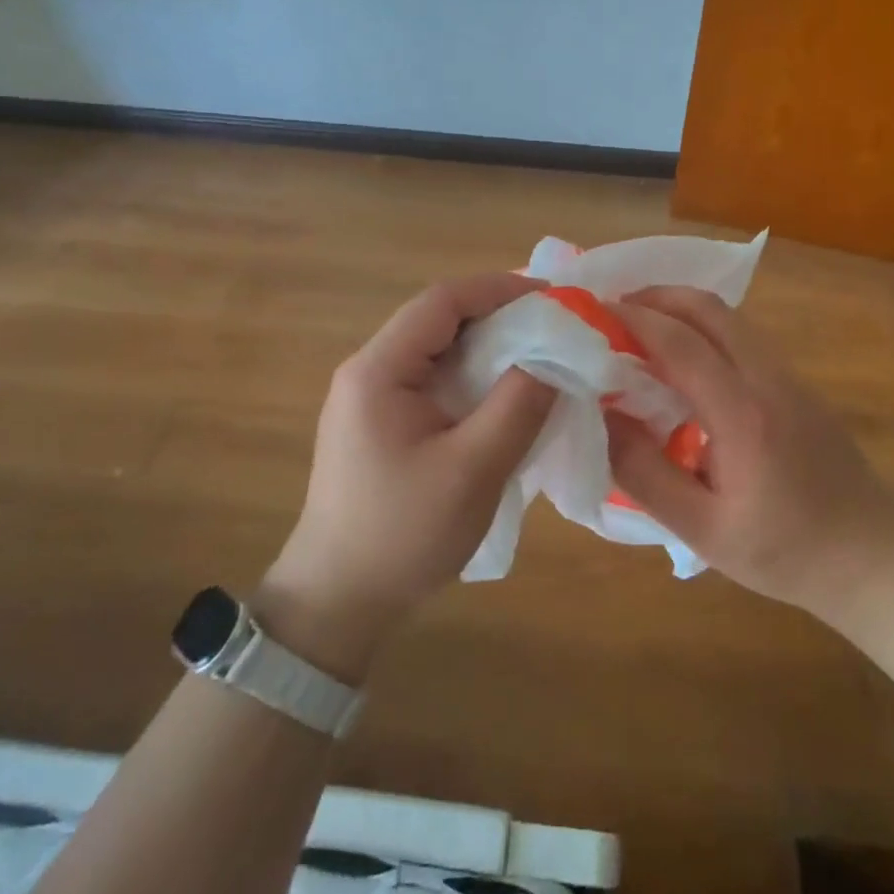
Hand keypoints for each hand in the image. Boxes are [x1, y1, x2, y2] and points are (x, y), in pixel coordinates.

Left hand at [258, 274, 555, 681]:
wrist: (337, 604)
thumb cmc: (403, 534)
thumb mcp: (473, 469)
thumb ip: (518, 405)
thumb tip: (556, 356)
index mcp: (379, 370)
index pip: (442, 301)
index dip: (499, 289)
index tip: (553, 298)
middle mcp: (369, 370)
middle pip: (439, 319)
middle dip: (498, 315)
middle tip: (555, 327)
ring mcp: (370, 396)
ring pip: (438, 348)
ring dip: (488, 345)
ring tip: (540, 355)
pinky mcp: (381, 421)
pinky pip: (433, 378)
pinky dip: (473, 374)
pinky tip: (504, 393)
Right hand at [605, 286, 892, 617]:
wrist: (873, 555)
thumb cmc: (785, 551)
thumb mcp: (703, 530)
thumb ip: (645, 473)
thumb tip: (603, 415)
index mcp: (743, 415)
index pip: (681, 344)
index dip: (635, 320)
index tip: (595, 314)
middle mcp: (768, 379)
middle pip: (709, 309)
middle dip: (657, 297)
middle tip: (615, 311)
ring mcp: (789, 376)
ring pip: (729, 318)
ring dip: (681, 310)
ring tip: (641, 328)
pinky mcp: (797, 384)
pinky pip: (742, 337)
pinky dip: (704, 329)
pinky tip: (684, 360)